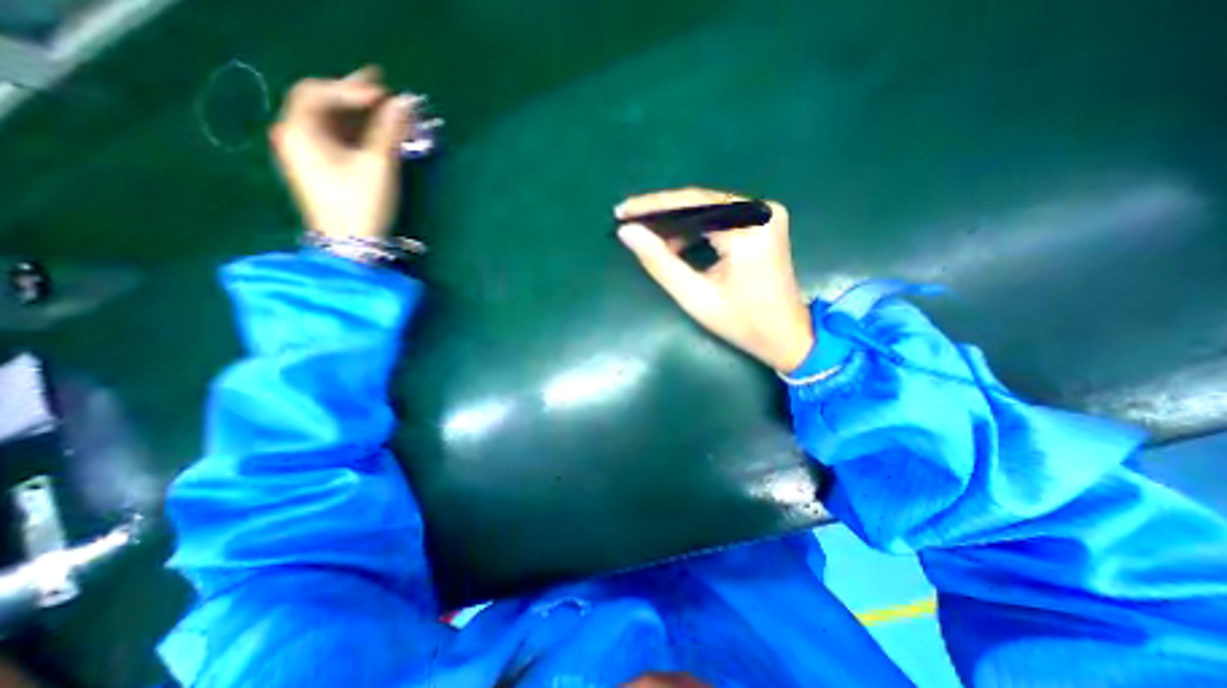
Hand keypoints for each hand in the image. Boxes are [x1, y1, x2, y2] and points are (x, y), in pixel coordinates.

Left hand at [270, 66, 409, 237]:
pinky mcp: (321, 170)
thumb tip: (405, 103)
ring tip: (387, 110)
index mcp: (299, 131)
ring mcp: (306, 155)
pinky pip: (337, 140)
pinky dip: (357, 133)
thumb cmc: (362, 204)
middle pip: (323, 105)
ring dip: (360, 116)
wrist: (351, 246)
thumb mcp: (379, 165)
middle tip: (383, 87)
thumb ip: (389, 130)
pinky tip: (377, 133)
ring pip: (332, 124)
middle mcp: (295, 137)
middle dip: (356, 97)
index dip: (352, 89)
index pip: (319, 93)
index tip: (384, 94)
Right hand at [615, 184, 811, 371]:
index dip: (652, 207)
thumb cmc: (742, 323)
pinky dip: (695, 228)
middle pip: (700, 202)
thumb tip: (628, 233)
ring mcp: (766, 214)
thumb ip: (660, 262)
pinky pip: (720, 216)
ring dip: (676, 222)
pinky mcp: (764, 221)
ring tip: (648, 237)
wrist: (786, 334)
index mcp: (749, 229)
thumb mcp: (695, 296)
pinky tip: (675, 243)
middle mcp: (761, 211)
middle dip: (662, 213)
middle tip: (630, 223)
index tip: (622, 212)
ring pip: (708, 208)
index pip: (692, 205)